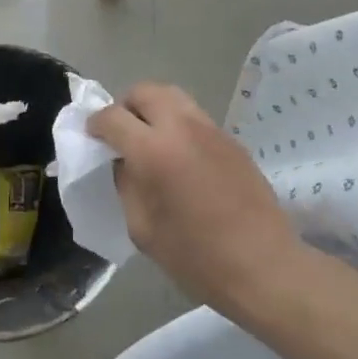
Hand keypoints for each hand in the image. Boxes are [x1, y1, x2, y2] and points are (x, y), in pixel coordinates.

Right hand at [90, 82, 298, 315]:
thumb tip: (123, 162)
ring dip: (154, 109)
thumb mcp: (142, 228)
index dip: (96, 124)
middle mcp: (181, 128)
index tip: (93, 136)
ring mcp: (211, 130)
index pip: (113, 117)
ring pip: (173, 96)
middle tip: (122, 133)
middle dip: (126, 106)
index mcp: (153, 151)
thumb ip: (127, 185)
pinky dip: (178, 124)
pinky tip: (181, 157)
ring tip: (151, 139)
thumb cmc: (196, 258)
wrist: (264, 267)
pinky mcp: (232, 140)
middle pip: (144, 91)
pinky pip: (195, 117)